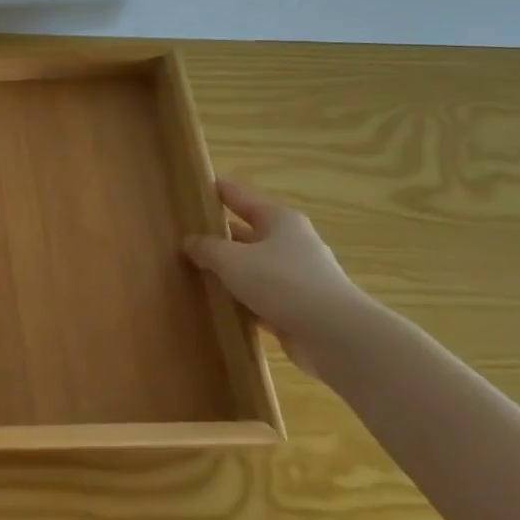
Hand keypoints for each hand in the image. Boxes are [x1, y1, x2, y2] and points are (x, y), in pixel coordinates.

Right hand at [184, 178, 371, 374]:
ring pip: (252, 266)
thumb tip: (189, 241)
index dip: (218, 190)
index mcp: (279, 220)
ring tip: (192, 270)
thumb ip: (206, 248)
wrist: (335, 334)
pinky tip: (216, 303)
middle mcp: (290, 243)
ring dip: (228, 270)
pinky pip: (259, 296)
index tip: (195, 185)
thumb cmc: (281, 281)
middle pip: (247, 233)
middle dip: (218, 235)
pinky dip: (240, 298)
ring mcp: (296, 276)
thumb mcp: (231, 259)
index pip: (241, 196)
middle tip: (184, 235)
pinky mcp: (297, 307)